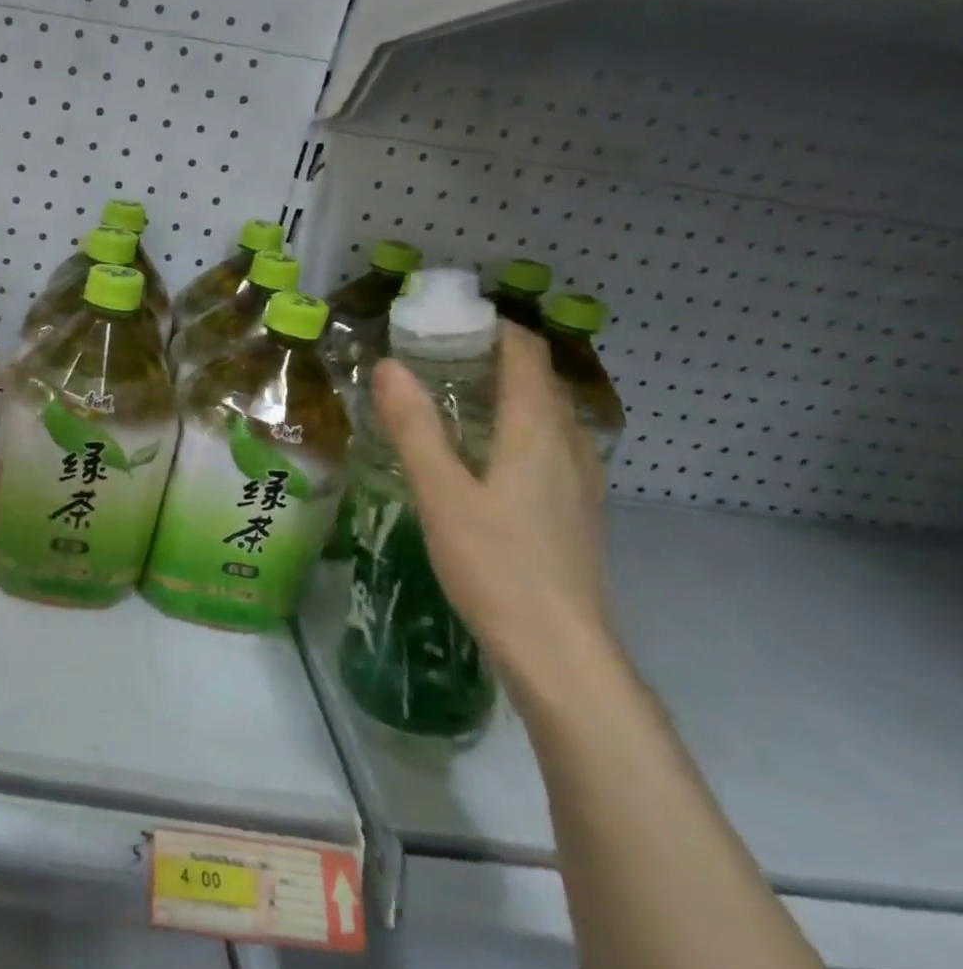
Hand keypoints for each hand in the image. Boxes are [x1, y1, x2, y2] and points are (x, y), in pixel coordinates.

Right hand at [370, 322, 612, 699]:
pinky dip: (519, 426)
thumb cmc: (495, 564)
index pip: (527, 355)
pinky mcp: (575, 509)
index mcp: (538, 433)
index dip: (495, 328)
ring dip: (510, 392)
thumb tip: (388, 366)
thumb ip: (415, 428)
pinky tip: (485, 452)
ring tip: (456, 396)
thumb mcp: (442, 493)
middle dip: (496, 357)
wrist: (558, 648)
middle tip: (438, 355)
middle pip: (542, 381)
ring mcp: (580, 481)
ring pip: (550, 414)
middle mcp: (569, 447)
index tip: (447, 320)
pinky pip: (551, 444)